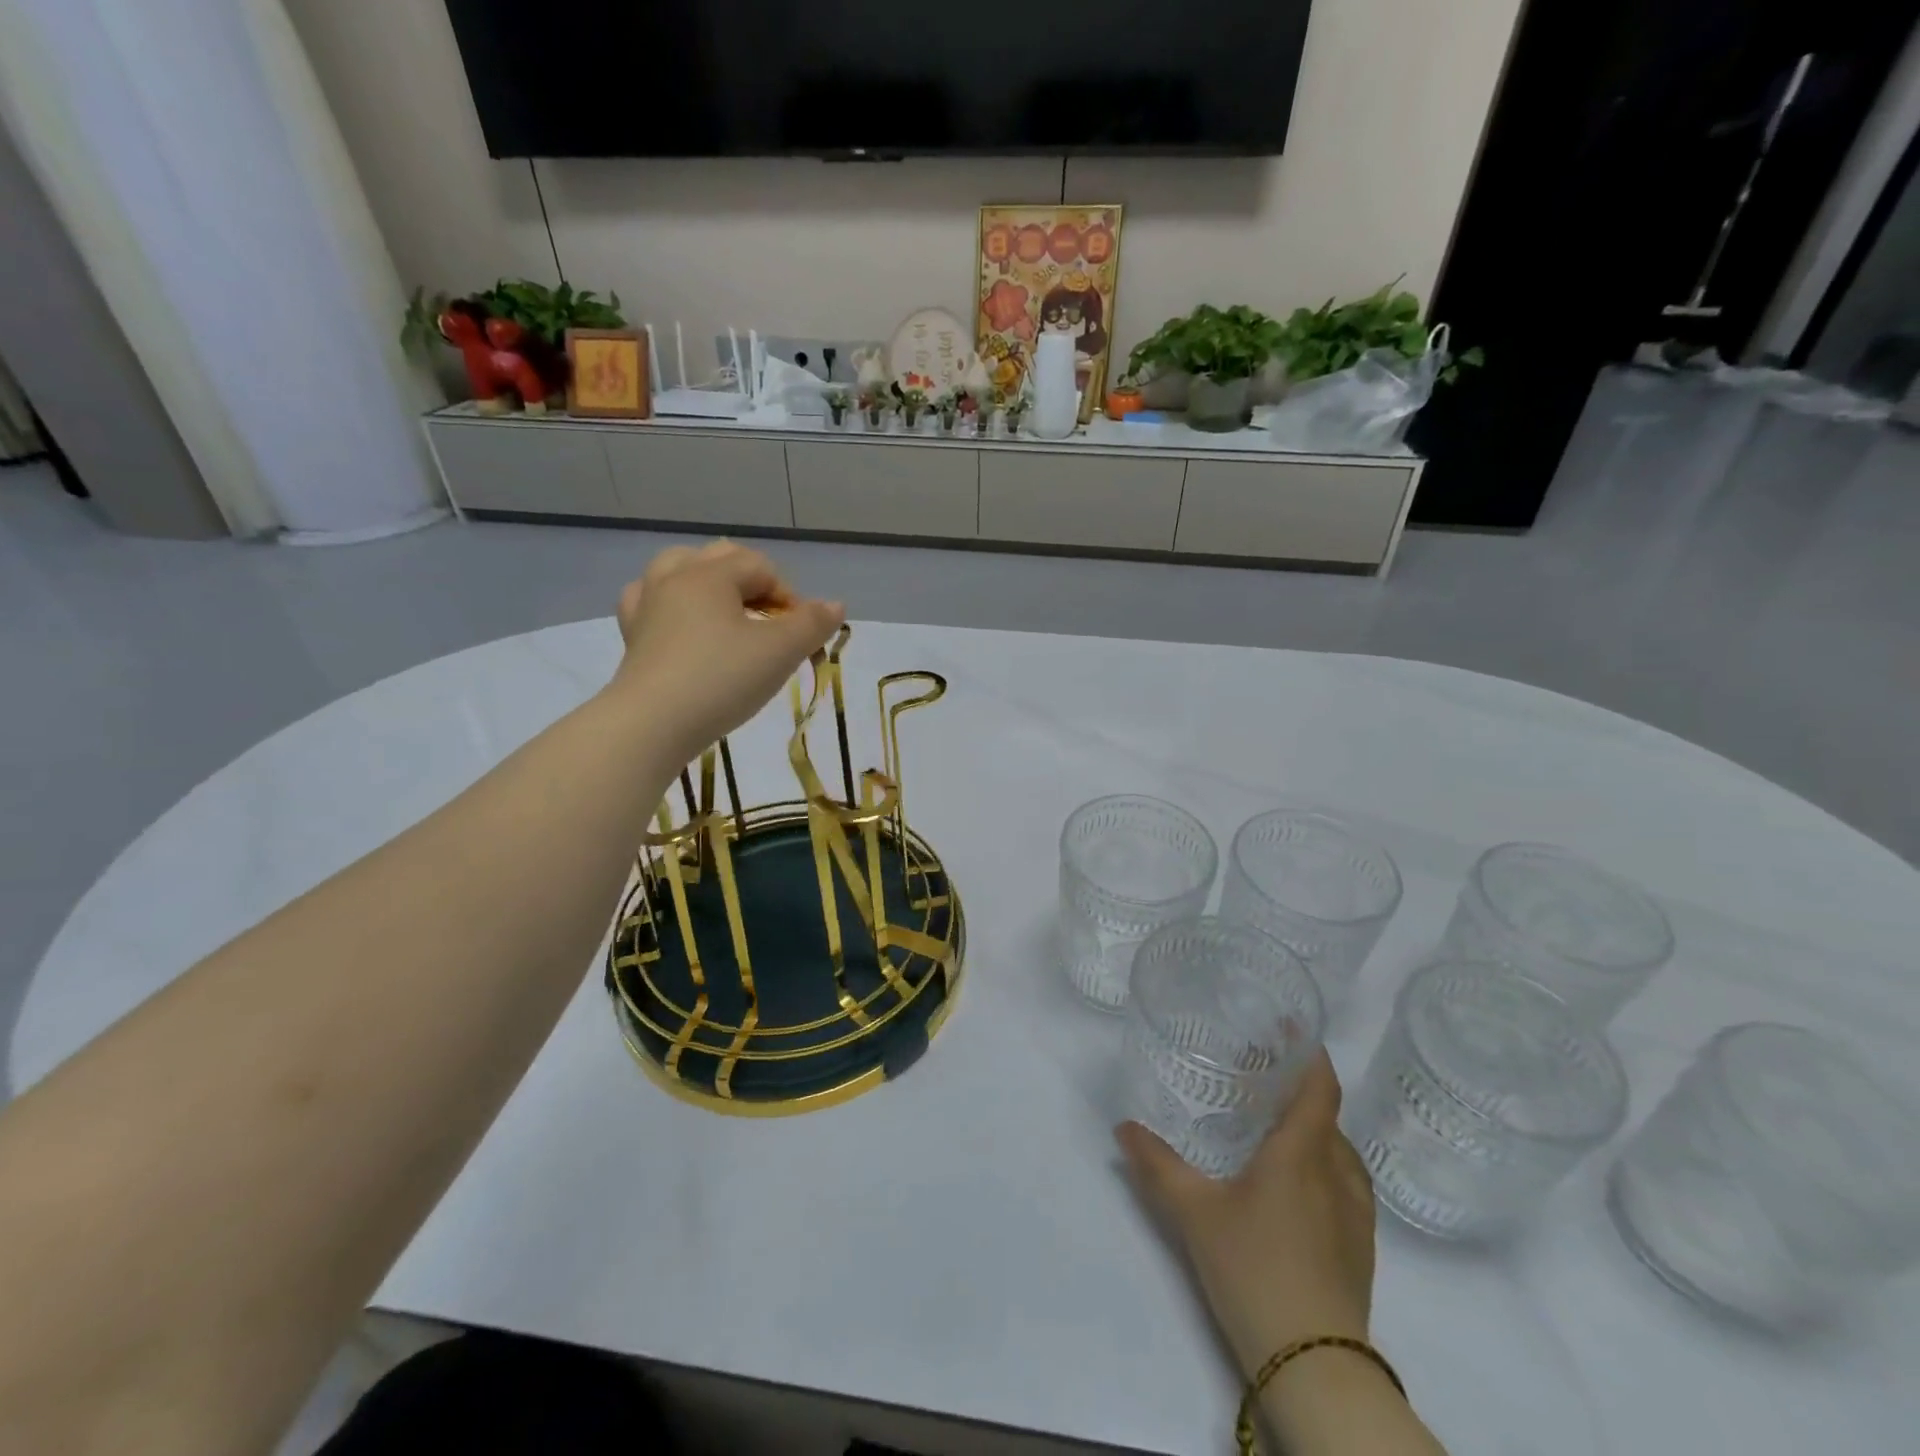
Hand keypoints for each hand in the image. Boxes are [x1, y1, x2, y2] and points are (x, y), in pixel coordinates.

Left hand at [609, 541, 844, 759]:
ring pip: (678, 571)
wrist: (652, 725)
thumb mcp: (779, 653)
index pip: (761, 566)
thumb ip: (812, 624)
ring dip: (708, 583)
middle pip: (719, 558)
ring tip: (726, 611)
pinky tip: (680, 624)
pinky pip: (651, 602)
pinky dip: (671, 605)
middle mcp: (674, 579)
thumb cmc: (721, 680)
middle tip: (771, 621)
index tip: (801, 635)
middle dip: (752, 582)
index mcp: (710, 575)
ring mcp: (647, 606)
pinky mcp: (633, 637)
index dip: (790, 596)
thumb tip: (835, 605)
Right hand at [1117, 1051, 1374, 1379]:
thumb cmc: (1254, 1268)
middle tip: (1259, 1074)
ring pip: (1338, 1150)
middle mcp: (1336, 1171)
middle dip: (1299, 1088)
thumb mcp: (1194, 1212)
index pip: (1320, 1086)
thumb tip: (1123, 1128)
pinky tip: (1293, 1182)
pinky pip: (1344, 1182)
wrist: (1315, 1366)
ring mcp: (1355, 1211)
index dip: (1310, 1052)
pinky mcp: (1360, 1245)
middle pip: (1327, 1115)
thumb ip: (1157, 1165)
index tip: (1289, 1027)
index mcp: (1302, 1152)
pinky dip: (1322, 1162)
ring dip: (1313, 1128)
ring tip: (1274, 1123)